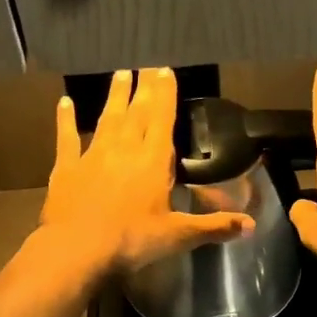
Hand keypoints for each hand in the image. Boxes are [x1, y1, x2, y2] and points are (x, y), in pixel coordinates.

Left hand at [38, 67, 253, 278]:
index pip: (163, 119)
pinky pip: (67, 137)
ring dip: (115, 96)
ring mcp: (93, 155)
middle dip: (144, 88)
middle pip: (137, 112)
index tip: (165, 70)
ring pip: (107, 119)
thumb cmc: (132, 241)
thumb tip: (252, 225)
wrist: (76, 250)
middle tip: (146, 65)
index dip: (165, 93)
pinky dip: (65, 119)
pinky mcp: (67, 168)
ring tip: (120, 74)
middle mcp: (124, 149)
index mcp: (153, 161)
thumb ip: (214, 227)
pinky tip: (64, 102)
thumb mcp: (178, 236)